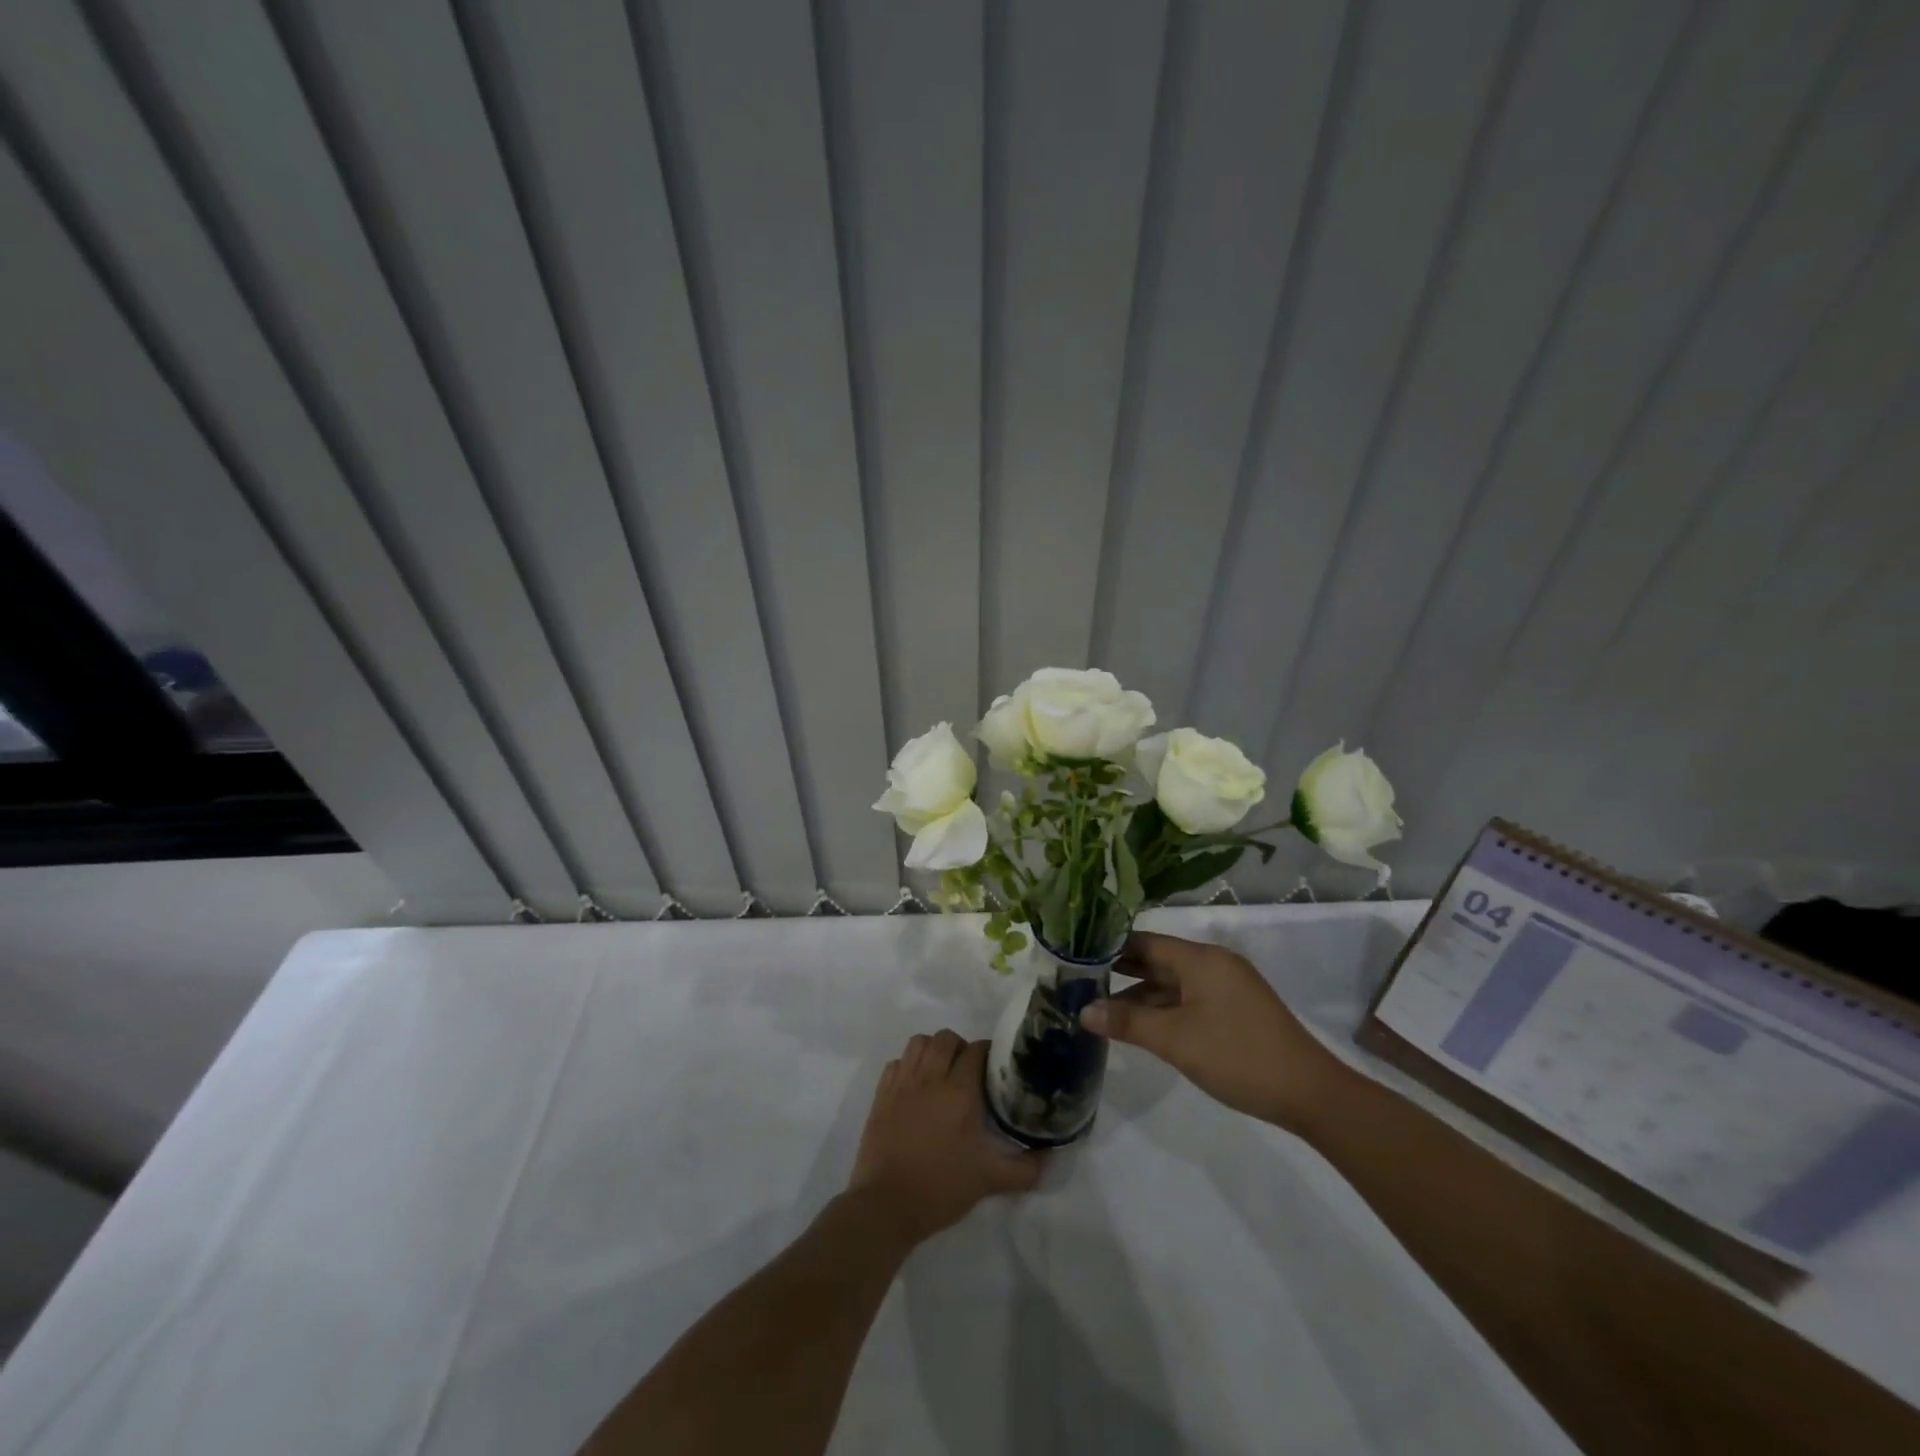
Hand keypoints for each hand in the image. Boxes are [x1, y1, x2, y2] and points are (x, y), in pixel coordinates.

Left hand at [845, 1031, 1045, 1246]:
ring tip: (941, 1071)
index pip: (977, 1050)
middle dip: (961, 1047)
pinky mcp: (881, 1094)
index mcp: (959, 1090)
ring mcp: (902, 1082)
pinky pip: (896, 1062)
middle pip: (946, 1038)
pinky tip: (915, 1085)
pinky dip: (908, 1065)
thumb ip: (1026, 1168)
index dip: (989, 1054)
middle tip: (969, 1072)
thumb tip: (1051, 1157)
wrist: (886, 1205)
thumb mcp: (990, 1180)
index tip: (995, 1070)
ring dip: (933, 1049)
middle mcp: (930, 1077)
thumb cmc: (941, 1187)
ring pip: (919, 1043)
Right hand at [1081, 931, 1346, 1130]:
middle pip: (1158, 960)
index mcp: (1200, 959)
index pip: (1144, 942)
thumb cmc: (1238, 1056)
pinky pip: (1189, 998)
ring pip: (1173, 982)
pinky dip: (1164, 1008)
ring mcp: (1227, 987)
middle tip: (1081, 984)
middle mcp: (1213, 964)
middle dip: (1121, 972)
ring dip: (1141, 995)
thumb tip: (1084, 1010)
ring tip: (1102, 1009)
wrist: (1311, 1094)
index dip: (1109, 949)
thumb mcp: (1176, 1040)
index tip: (1076, 960)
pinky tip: (1141, 1025)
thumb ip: (1128, 1021)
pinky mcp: (1235, 1009)